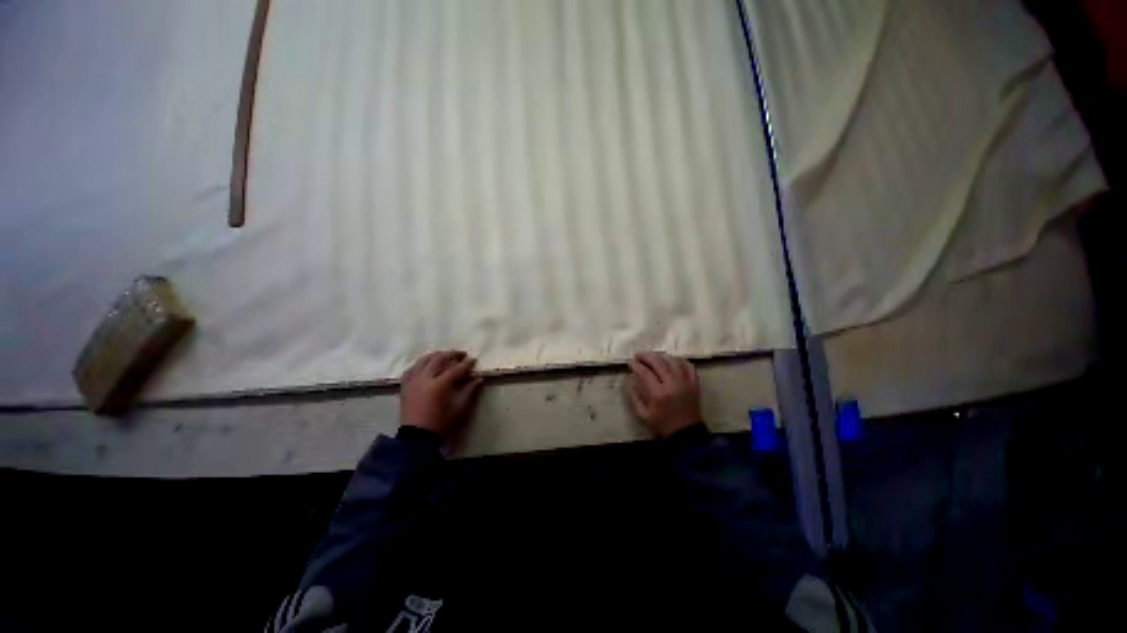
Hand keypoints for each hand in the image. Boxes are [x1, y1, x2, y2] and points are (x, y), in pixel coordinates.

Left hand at [400, 350, 482, 438]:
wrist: (417, 439)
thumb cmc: (441, 424)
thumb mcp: (459, 409)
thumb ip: (469, 391)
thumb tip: (479, 379)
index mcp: (439, 385)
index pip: (456, 369)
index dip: (466, 364)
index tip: (474, 360)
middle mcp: (424, 379)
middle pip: (439, 359)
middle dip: (452, 354)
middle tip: (461, 354)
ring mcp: (412, 382)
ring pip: (423, 360)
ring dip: (435, 356)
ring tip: (444, 356)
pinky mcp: (405, 387)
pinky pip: (411, 370)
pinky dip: (420, 365)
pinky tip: (425, 366)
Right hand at [626, 352, 701, 438]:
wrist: (686, 434)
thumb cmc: (662, 425)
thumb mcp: (643, 415)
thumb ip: (634, 396)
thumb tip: (628, 380)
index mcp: (658, 394)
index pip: (645, 372)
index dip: (636, 365)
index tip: (629, 362)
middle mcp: (673, 384)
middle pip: (659, 362)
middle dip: (646, 356)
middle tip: (638, 355)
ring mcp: (685, 382)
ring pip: (673, 360)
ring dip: (661, 356)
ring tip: (652, 357)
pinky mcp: (694, 383)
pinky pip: (687, 365)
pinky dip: (678, 360)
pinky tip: (670, 360)